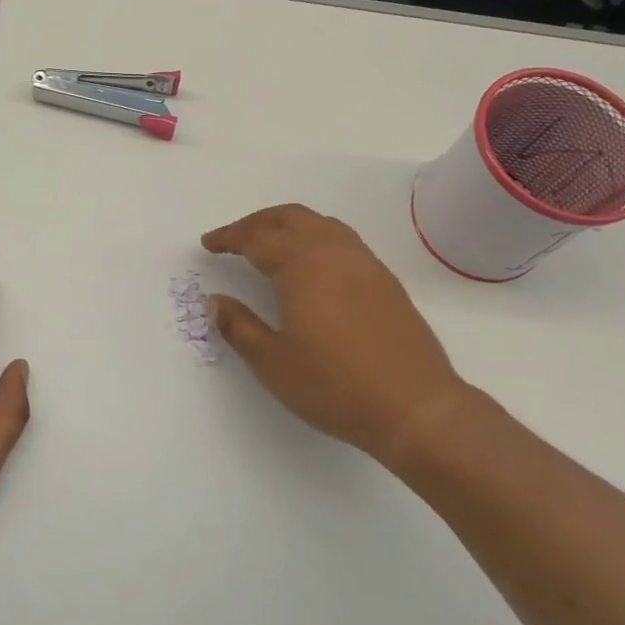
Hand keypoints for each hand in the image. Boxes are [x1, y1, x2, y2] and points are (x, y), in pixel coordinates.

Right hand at [202, 204, 482, 467]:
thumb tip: (216, 302)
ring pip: (321, 224)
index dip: (229, 238)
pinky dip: (316, 238)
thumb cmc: (335, 386)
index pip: (256, 239)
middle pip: (290, 218)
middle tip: (234, 238)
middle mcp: (334, 253)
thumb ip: (239, 327)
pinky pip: (343, 240)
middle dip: (257, 222)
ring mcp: (365, 264)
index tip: (209, 244)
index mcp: (302, 266)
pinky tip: (312, 266)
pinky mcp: (385, 281)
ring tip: (270, 245)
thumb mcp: (273, 363)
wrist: (415, 406)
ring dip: (289, 226)